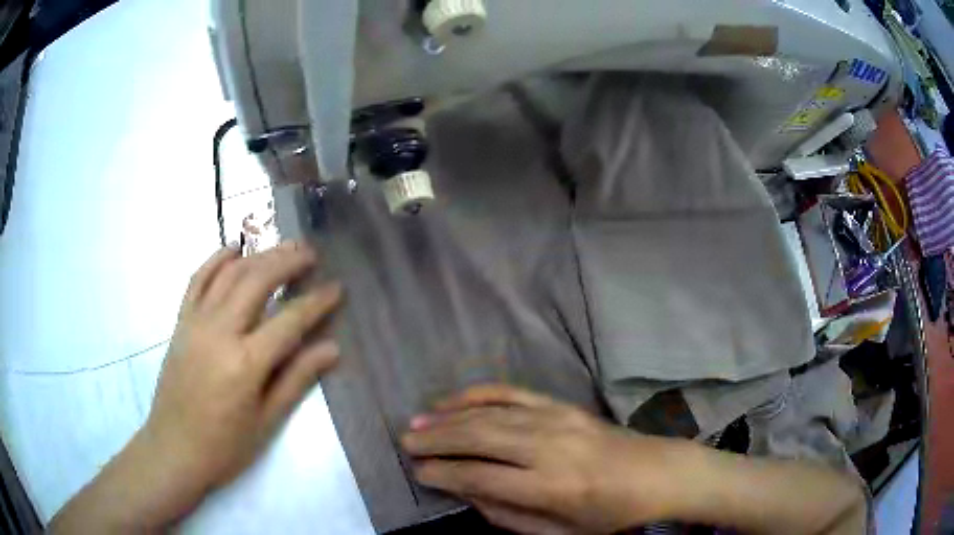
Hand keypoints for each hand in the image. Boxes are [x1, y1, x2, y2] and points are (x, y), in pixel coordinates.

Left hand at [137, 242, 341, 518]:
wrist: (174, 448)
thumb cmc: (225, 446)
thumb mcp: (267, 421)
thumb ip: (297, 379)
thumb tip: (332, 348)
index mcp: (246, 363)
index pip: (289, 320)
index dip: (316, 302)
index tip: (337, 287)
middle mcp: (220, 332)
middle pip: (257, 282)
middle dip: (287, 262)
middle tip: (311, 253)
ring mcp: (196, 323)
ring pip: (229, 274)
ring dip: (258, 255)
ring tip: (282, 246)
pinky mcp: (181, 323)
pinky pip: (197, 280)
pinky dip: (216, 260)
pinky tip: (233, 249)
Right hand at [401, 385, 687, 533]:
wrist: (657, 473)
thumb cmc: (609, 512)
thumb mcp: (559, 532)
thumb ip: (507, 515)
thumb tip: (464, 491)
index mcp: (551, 486)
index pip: (481, 476)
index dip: (443, 474)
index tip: (418, 472)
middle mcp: (550, 446)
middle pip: (479, 437)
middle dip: (436, 439)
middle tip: (406, 443)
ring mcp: (557, 419)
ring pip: (491, 412)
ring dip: (449, 416)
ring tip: (417, 422)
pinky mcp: (563, 404)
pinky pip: (513, 392)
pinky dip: (478, 393)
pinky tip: (454, 399)